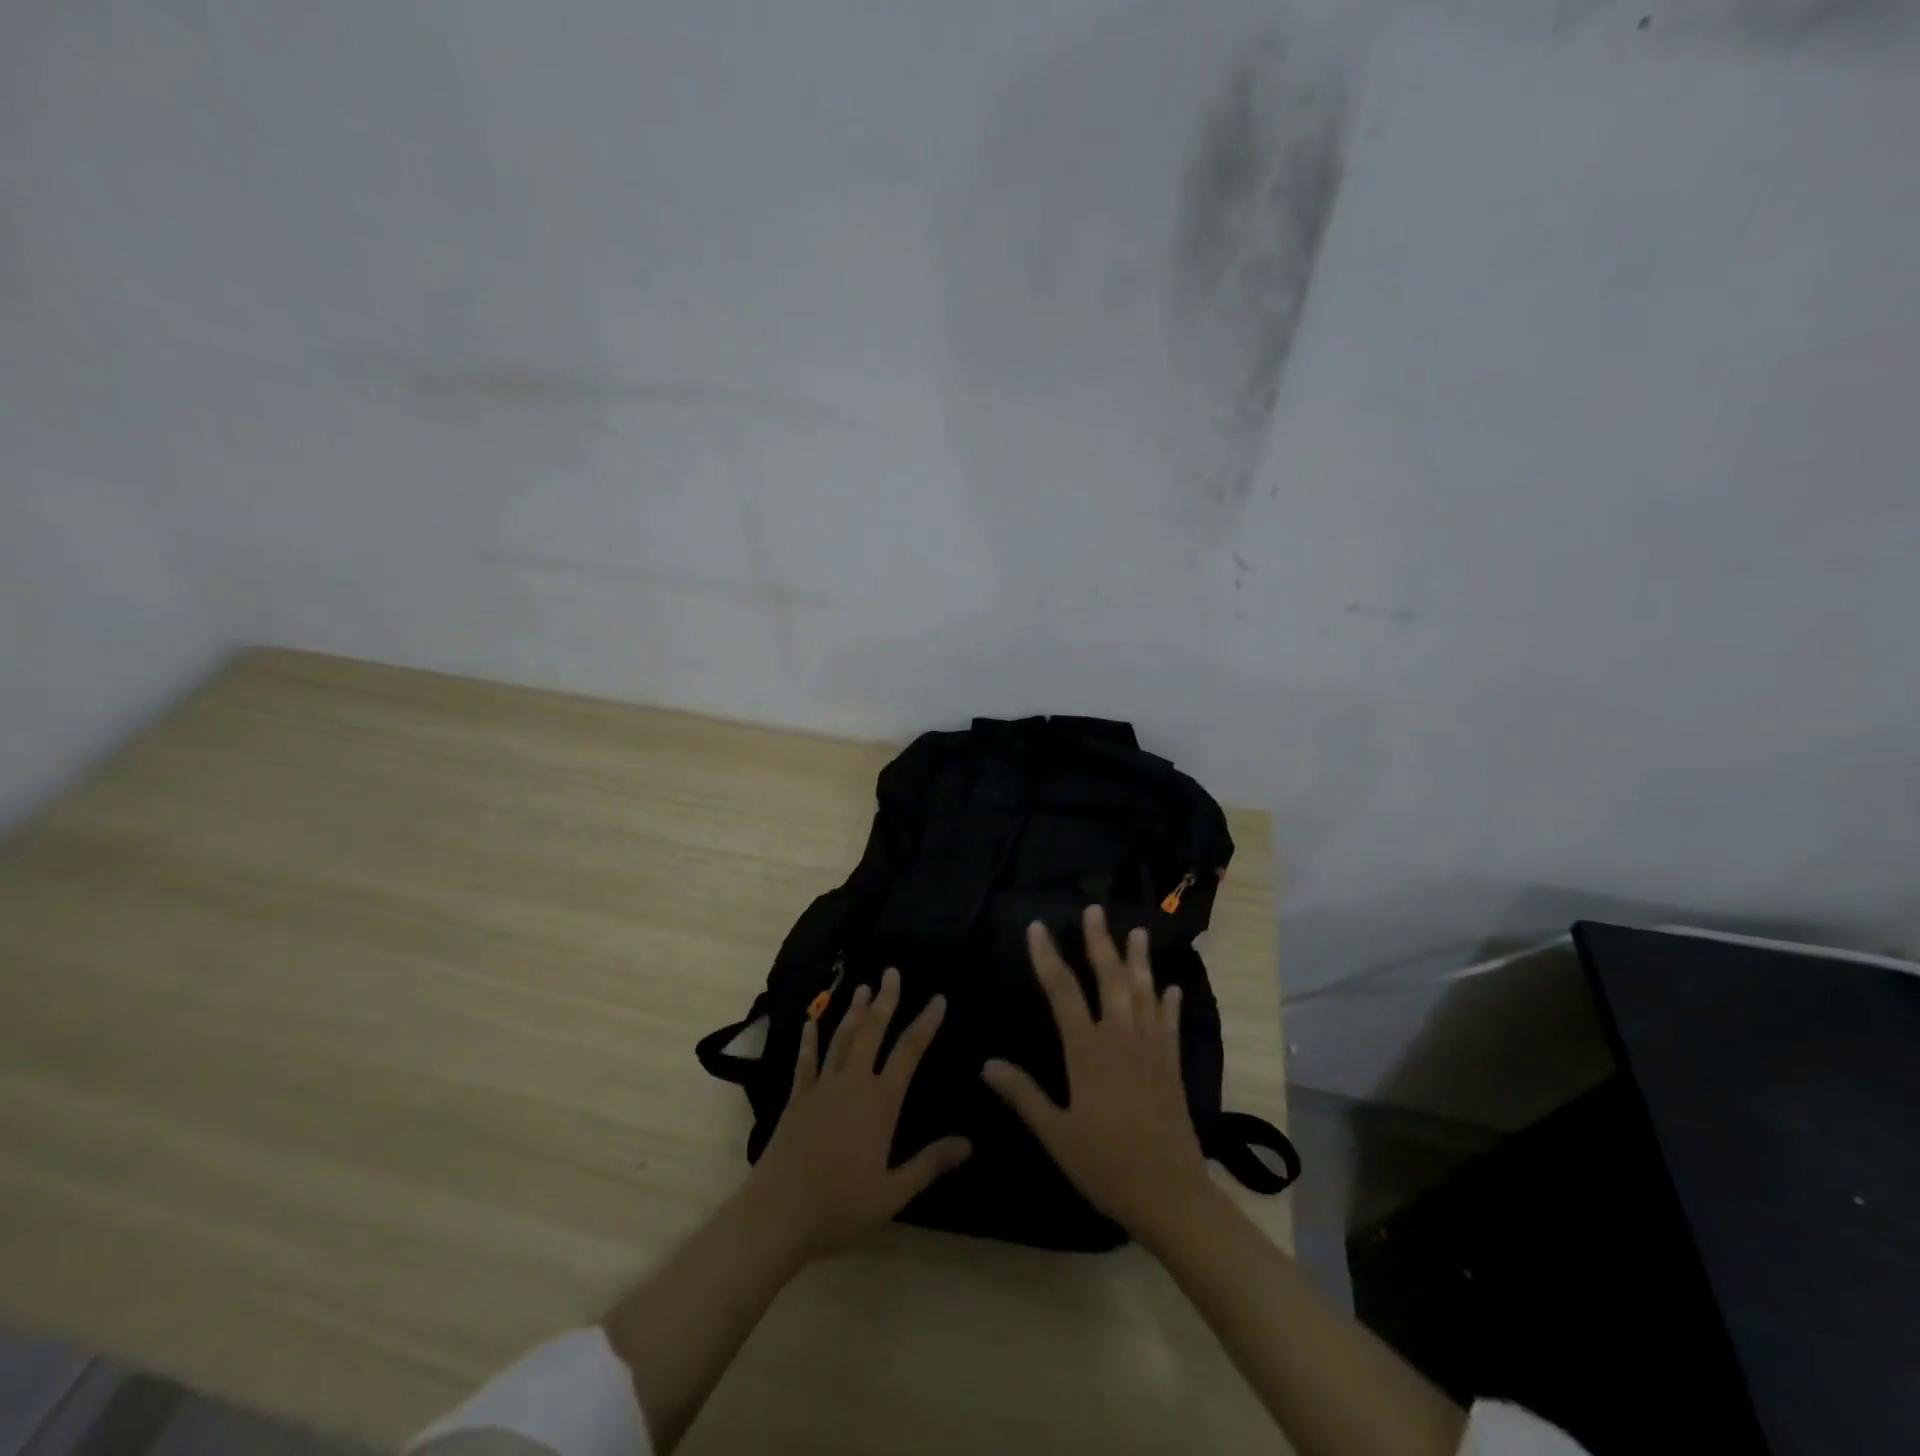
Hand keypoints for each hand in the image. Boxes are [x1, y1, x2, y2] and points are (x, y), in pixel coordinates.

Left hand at [743, 966, 971, 1261]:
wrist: (778, 1213)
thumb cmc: (840, 1205)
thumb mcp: (893, 1192)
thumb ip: (930, 1163)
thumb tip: (969, 1144)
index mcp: (881, 1102)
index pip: (909, 1052)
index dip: (925, 1023)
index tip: (938, 998)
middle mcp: (853, 1084)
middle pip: (872, 1032)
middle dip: (885, 1000)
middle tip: (892, 972)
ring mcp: (822, 1087)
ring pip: (842, 1038)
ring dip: (854, 1012)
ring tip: (863, 987)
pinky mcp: (797, 1099)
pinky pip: (806, 1060)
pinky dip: (810, 1038)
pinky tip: (810, 1020)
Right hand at [982, 905, 1216, 1245]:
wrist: (1170, 1195)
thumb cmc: (1106, 1164)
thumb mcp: (1056, 1134)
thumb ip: (1022, 1094)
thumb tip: (987, 1063)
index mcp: (1087, 1050)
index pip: (1062, 991)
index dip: (1047, 956)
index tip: (1037, 926)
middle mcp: (1121, 1037)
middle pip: (1109, 978)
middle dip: (1099, 942)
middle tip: (1094, 909)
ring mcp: (1151, 1048)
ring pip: (1144, 992)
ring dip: (1139, 960)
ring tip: (1137, 931)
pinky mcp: (1171, 1065)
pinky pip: (1169, 1024)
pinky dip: (1169, 1003)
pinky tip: (1171, 988)